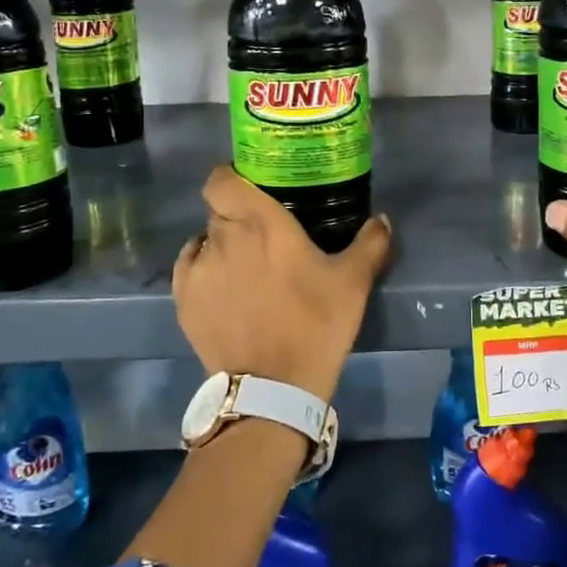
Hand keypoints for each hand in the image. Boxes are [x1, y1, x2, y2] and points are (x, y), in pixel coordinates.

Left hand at [173, 167, 392, 403]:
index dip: (232, 178)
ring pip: (204, 239)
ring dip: (222, 244)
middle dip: (237, 215)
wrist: (273, 388)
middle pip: (219, 209)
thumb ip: (370, 243)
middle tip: (262, 234)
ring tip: (244, 265)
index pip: (222, 179)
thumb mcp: (353, 283)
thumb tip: (383, 220)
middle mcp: (223, 236)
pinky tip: (222, 286)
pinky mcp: (183, 300)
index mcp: (261, 223)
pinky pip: (189, 268)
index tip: (252, 188)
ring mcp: (198, 269)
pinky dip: (203, 269)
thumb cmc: (315, 324)